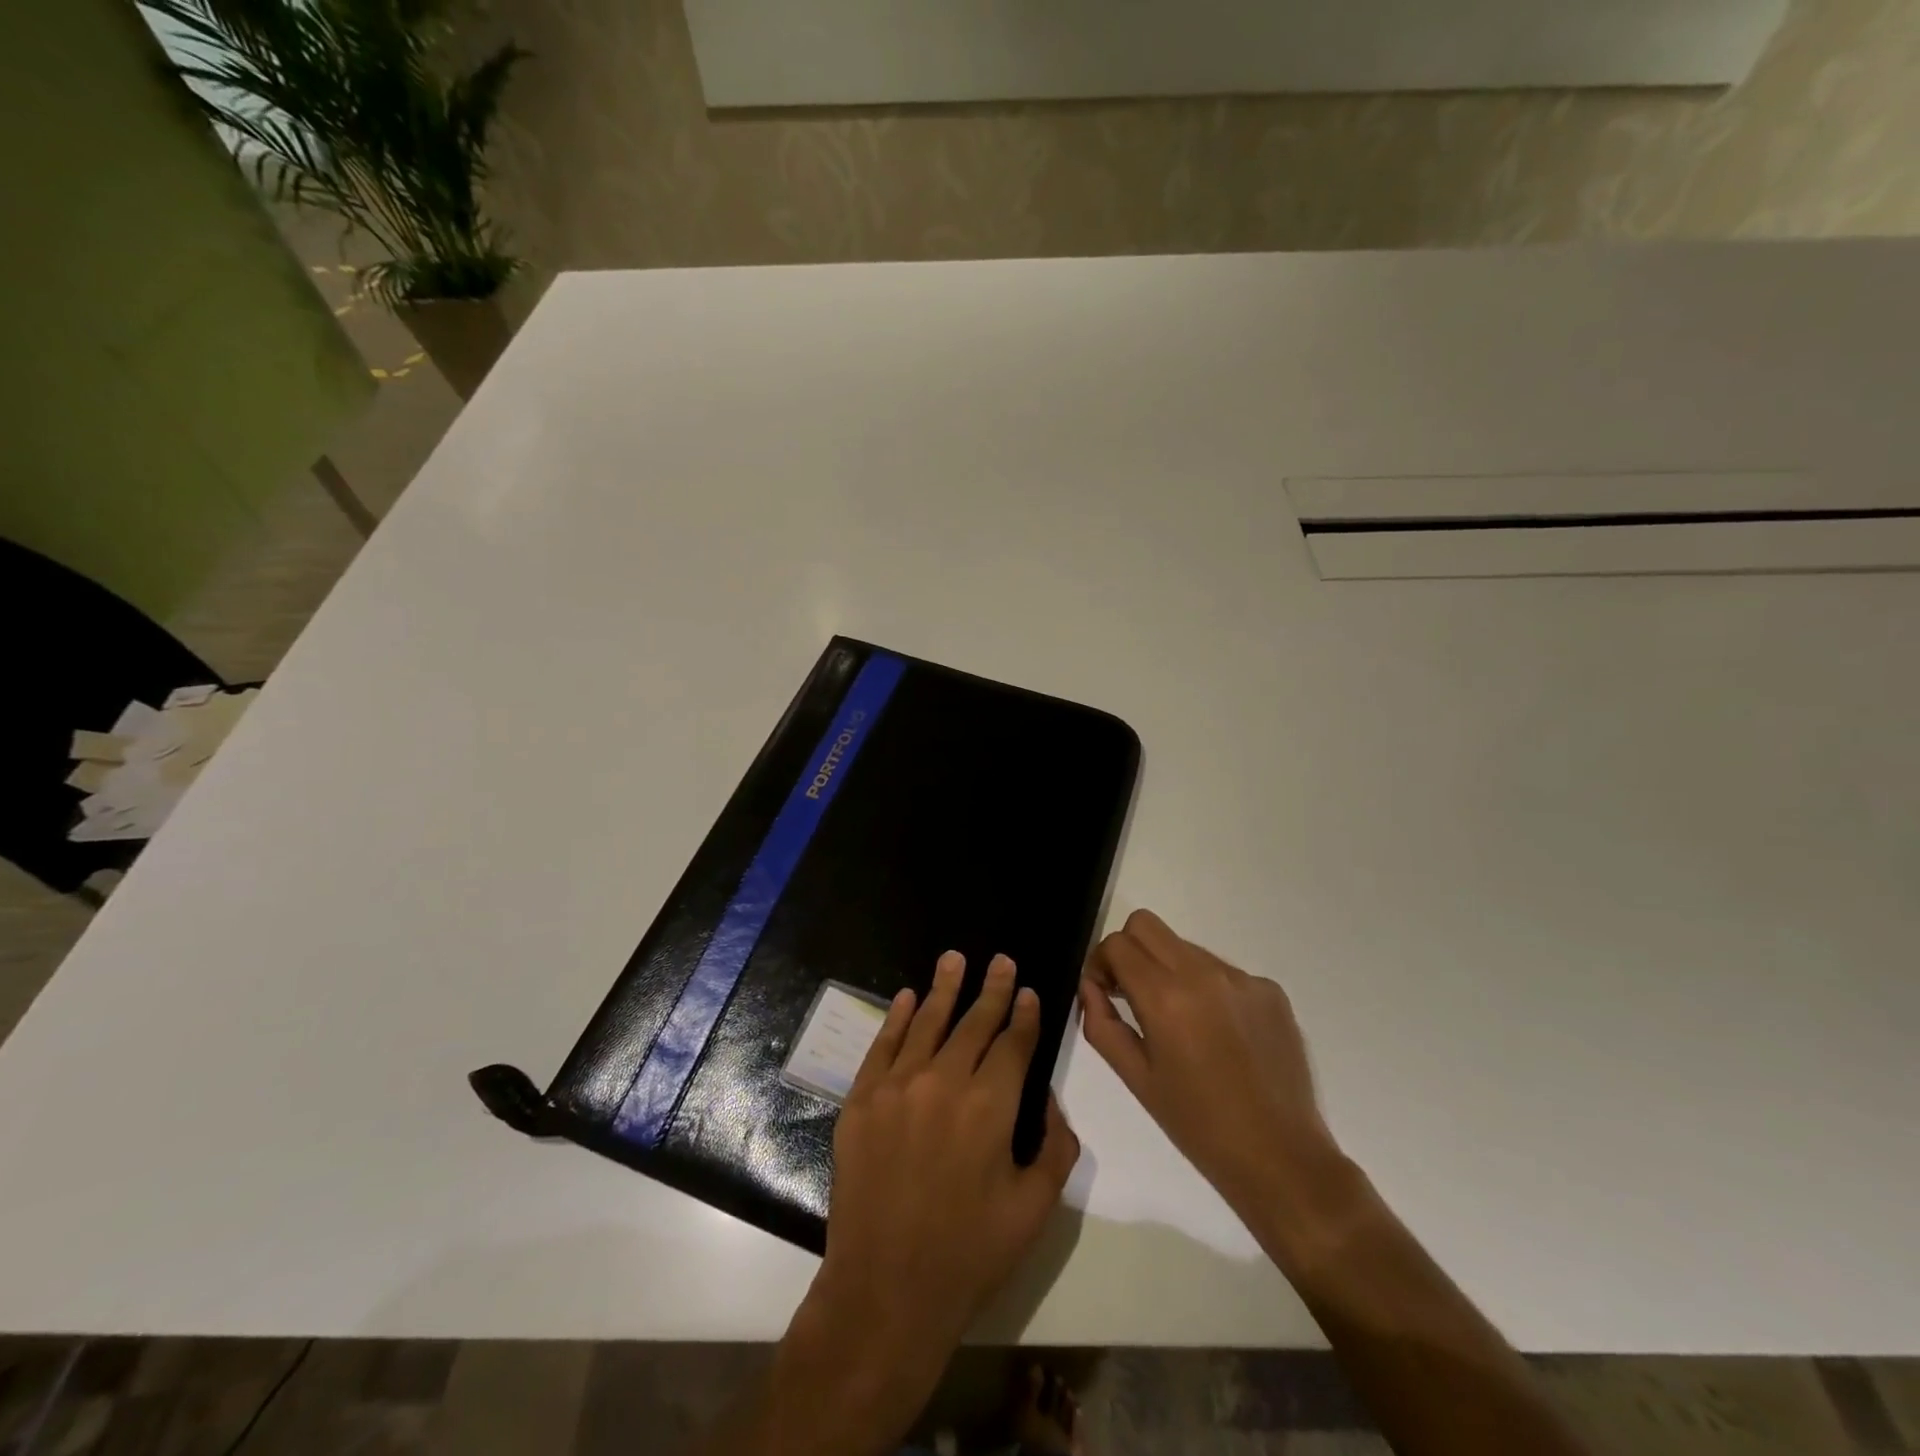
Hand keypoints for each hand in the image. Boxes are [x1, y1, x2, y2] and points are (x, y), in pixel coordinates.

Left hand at [773, 952, 1079, 1454]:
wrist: (885, 1291)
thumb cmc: (969, 1255)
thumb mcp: (1034, 1209)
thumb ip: (1055, 1148)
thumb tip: (1050, 1103)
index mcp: (990, 1106)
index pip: (1013, 1044)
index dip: (1023, 1015)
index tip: (1028, 992)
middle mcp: (943, 1082)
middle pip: (973, 1023)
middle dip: (991, 990)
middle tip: (1000, 960)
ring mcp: (897, 1087)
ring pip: (926, 1023)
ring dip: (944, 988)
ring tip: (955, 958)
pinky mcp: (861, 1100)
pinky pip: (882, 1045)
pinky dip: (896, 1017)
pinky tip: (907, 997)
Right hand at [1080, 909, 1337, 1217]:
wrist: (1281, 1158)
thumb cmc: (1197, 1125)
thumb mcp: (1136, 1079)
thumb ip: (1101, 1024)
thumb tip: (1090, 987)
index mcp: (1165, 997)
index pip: (1117, 944)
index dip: (1101, 963)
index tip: (1106, 993)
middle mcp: (1203, 973)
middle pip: (1147, 924)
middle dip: (1129, 951)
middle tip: (1132, 994)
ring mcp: (1242, 978)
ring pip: (1185, 946)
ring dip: (1169, 969)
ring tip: (1181, 1023)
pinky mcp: (1270, 990)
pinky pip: (1223, 971)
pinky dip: (1208, 989)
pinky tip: (1220, 1035)